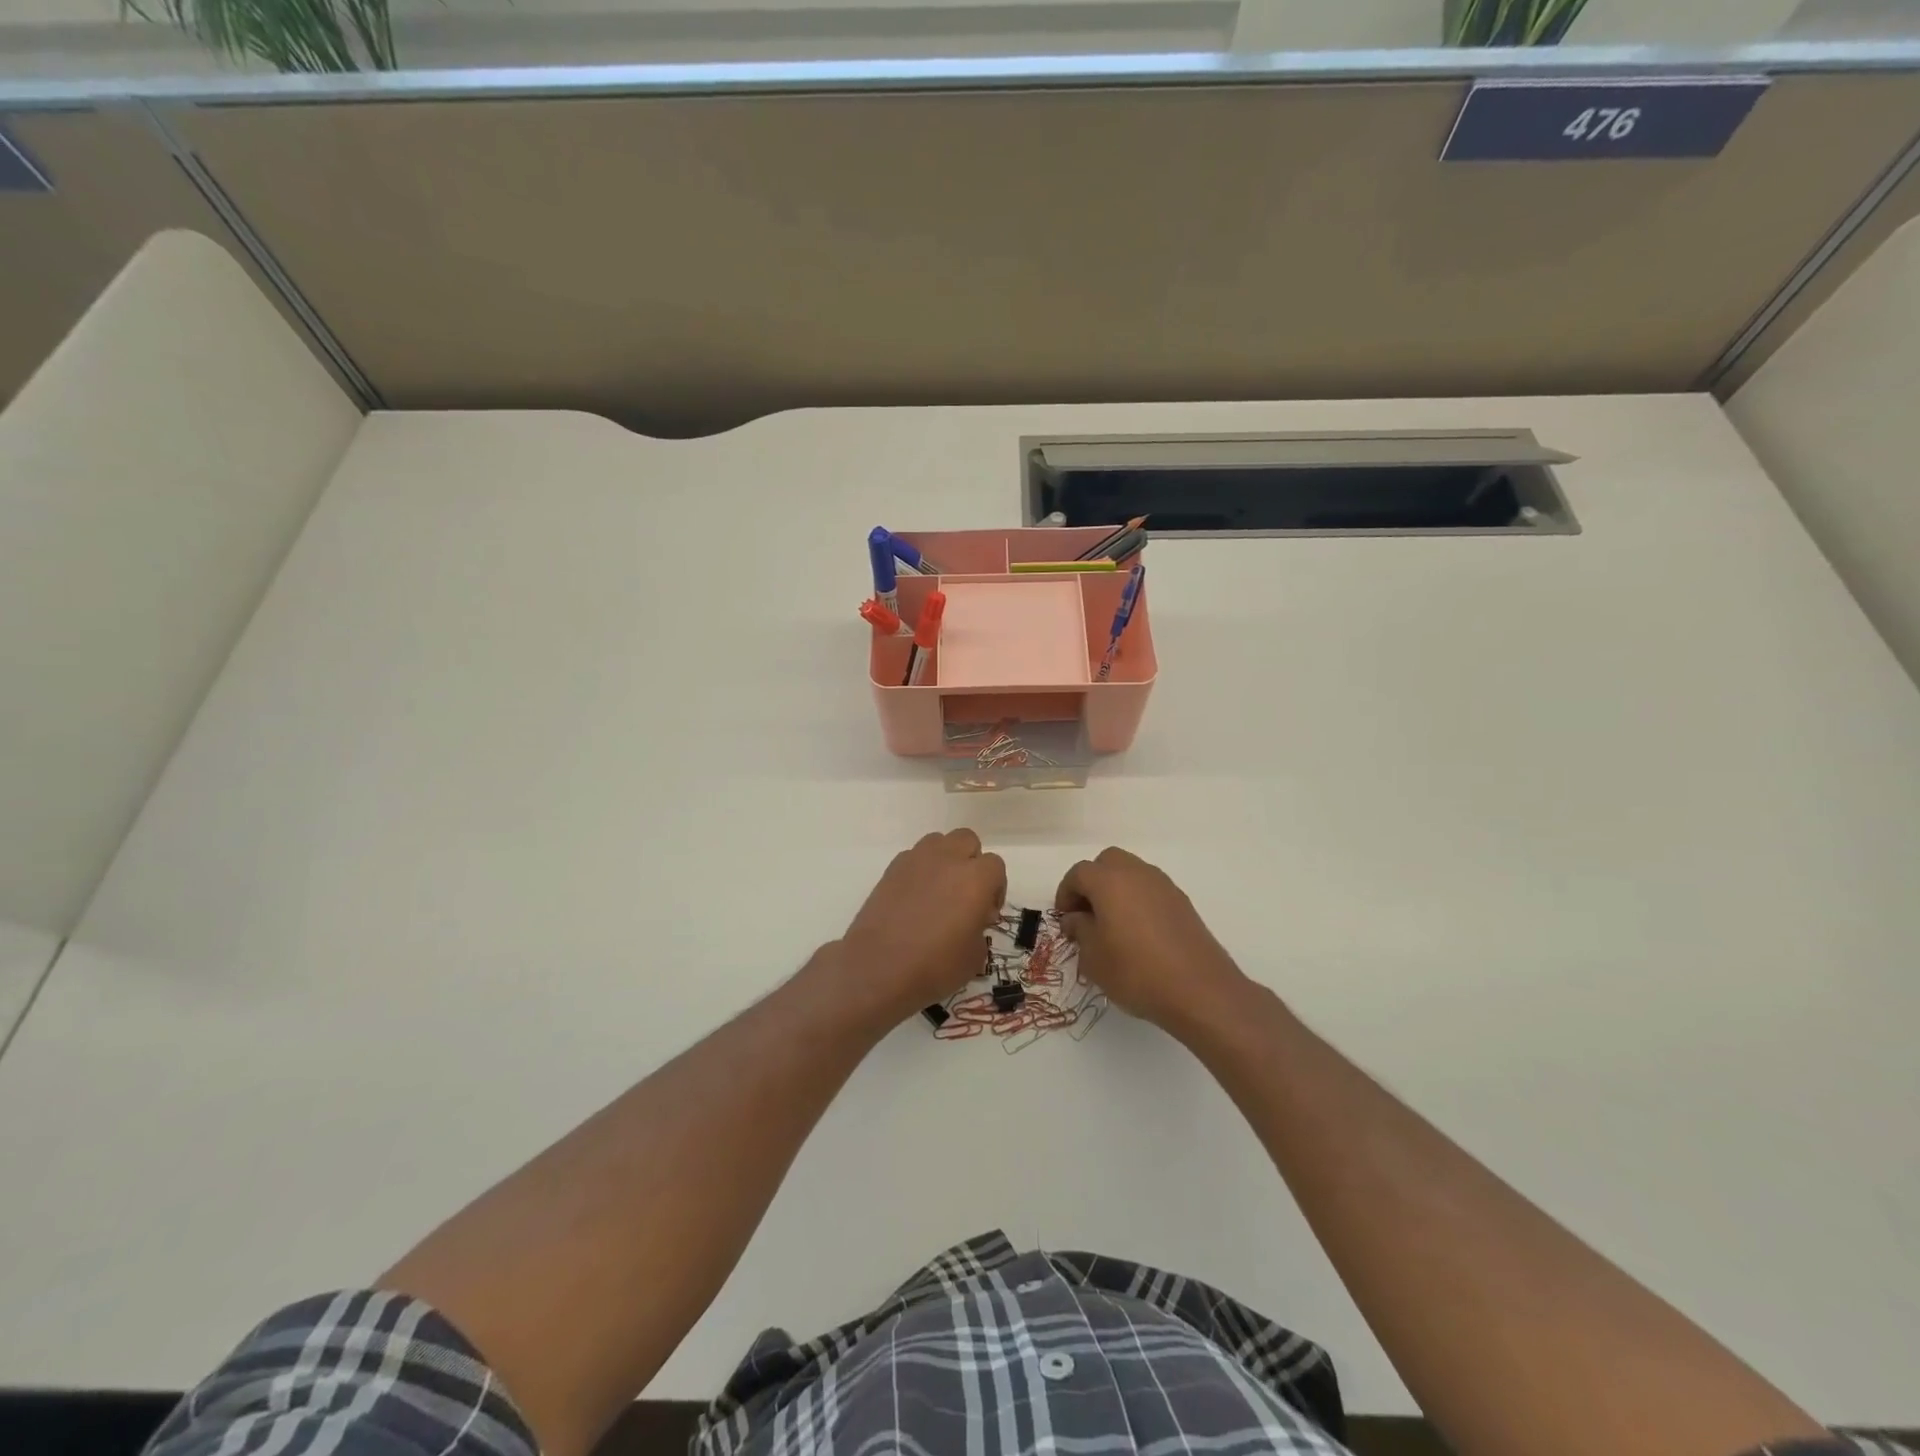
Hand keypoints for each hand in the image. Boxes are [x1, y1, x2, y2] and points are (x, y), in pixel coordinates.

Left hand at [834, 830, 1006, 1022]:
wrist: (877, 967)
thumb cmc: (934, 966)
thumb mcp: (974, 958)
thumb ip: (979, 929)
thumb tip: (971, 921)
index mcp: (975, 878)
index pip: (996, 866)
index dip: (995, 888)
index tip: (986, 913)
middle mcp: (948, 859)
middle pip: (967, 841)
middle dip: (971, 862)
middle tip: (966, 894)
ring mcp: (916, 860)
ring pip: (939, 842)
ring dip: (945, 860)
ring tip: (939, 892)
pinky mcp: (891, 869)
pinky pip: (913, 857)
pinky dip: (920, 871)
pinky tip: (914, 899)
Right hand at [1055, 847, 1251, 1035]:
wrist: (1200, 990)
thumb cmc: (1136, 972)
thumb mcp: (1094, 958)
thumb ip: (1080, 930)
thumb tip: (1076, 918)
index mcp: (1109, 881)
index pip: (1079, 873)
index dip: (1066, 893)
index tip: (1064, 918)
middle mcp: (1137, 874)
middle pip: (1107, 862)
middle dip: (1092, 882)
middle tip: (1086, 913)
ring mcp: (1164, 886)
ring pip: (1132, 873)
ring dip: (1116, 889)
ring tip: (1112, 924)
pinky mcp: (1183, 903)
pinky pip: (1151, 890)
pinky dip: (1138, 900)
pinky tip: (1138, 933)